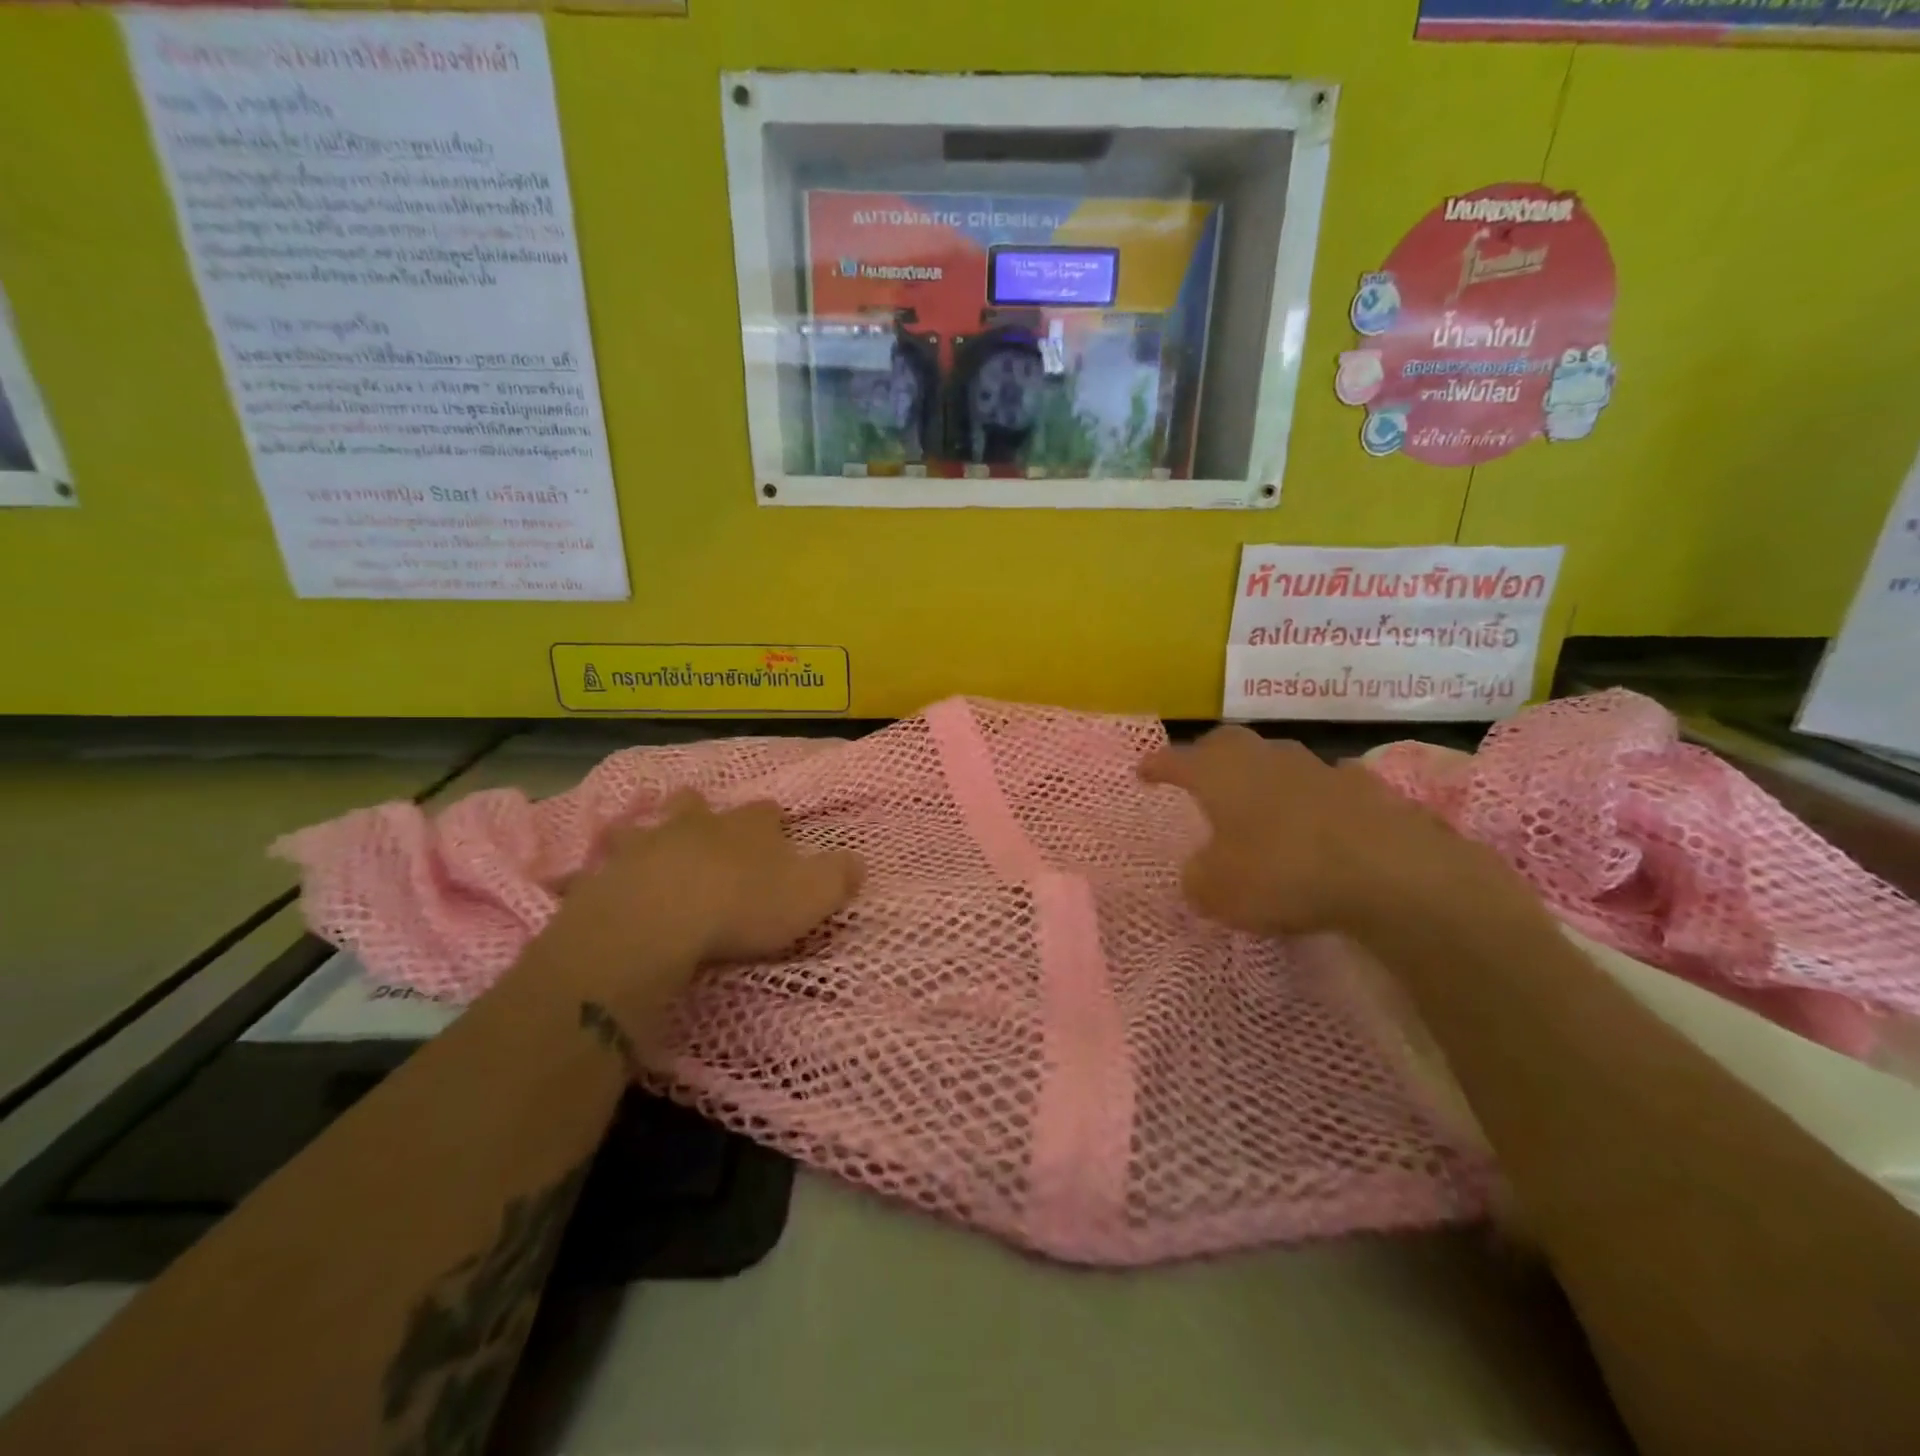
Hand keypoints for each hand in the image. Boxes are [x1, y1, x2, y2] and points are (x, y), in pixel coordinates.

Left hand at [561, 790, 864, 965]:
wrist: (657, 921)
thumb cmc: (742, 906)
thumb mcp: (811, 896)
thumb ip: (839, 876)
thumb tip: (859, 862)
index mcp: (750, 826)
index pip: (767, 812)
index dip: (773, 824)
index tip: (775, 839)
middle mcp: (699, 823)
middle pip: (700, 804)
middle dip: (704, 813)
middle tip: (707, 834)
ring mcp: (649, 841)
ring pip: (650, 823)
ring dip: (654, 831)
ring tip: (654, 847)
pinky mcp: (607, 870)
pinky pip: (605, 862)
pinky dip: (607, 868)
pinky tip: (606, 880)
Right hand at [1139, 726, 1523, 942]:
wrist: (1387, 872)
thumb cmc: (1281, 872)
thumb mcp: (1218, 891)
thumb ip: (1198, 878)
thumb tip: (1201, 870)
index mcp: (1219, 774)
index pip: (1176, 760)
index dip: (1157, 765)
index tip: (1142, 771)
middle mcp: (1263, 758)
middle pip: (1227, 743)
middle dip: (1207, 756)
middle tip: (1198, 775)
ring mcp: (1315, 767)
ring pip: (1276, 758)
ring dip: (1261, 775)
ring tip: (1256, 800)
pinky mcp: (1362, 787)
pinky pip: (1323, 784)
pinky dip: (1310, 797)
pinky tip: (1315, 818)